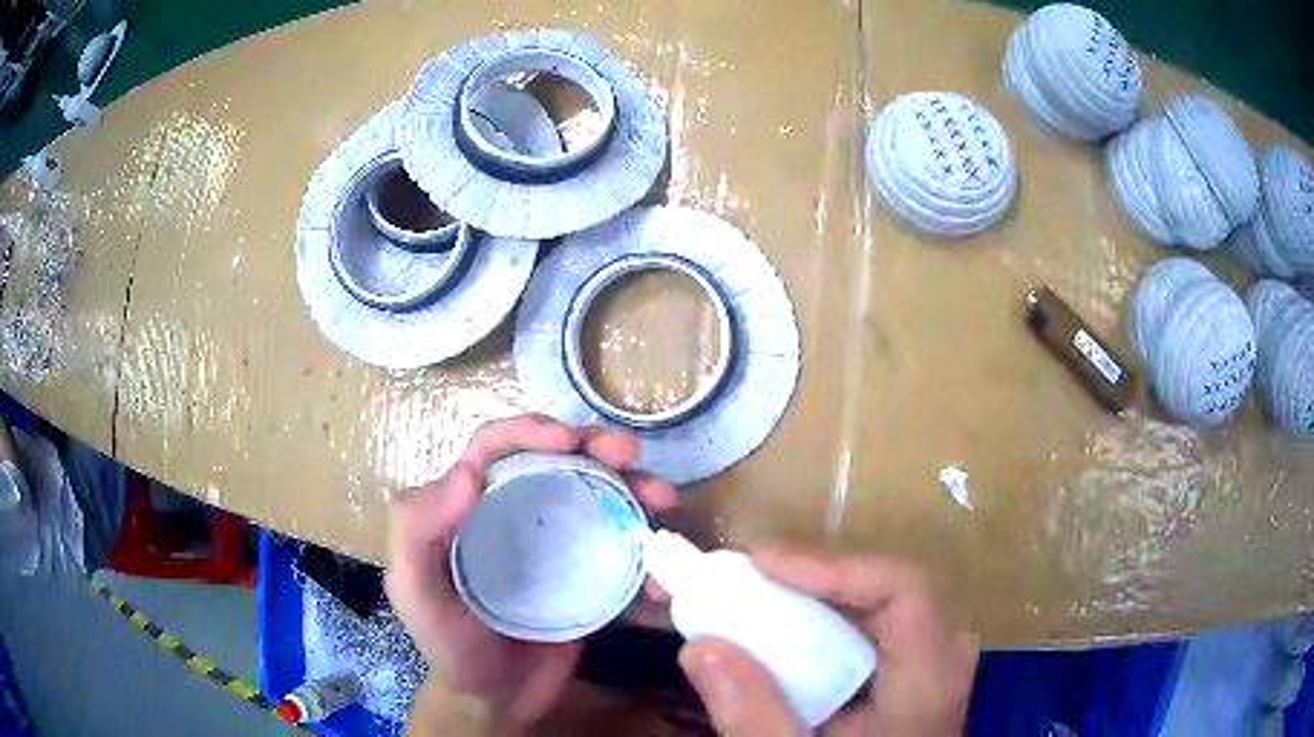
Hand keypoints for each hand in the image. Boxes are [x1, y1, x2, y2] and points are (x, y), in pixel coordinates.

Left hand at [385, 415, 677, 727]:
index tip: (570, 440)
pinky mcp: (591, 576)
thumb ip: (418, 532)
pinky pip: (624, 552)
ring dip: (633, 488)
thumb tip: (470, 473)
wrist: (498, 698)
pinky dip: (648, 554)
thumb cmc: (449, 644)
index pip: (497, 448)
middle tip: (631, 454)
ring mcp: (560, 544)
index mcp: (471, 506)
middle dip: (597, 447)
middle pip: (558, 462)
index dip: (531, 429)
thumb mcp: (414, 591)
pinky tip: (661, 573)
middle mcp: (517, 513)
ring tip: (661, 499)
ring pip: (598, 497)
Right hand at [676, 551, 977, 736]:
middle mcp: (942, 660)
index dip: (836, 565)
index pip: (904, 586)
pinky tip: (790, 639)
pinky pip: (878, 629)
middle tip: (752, 576)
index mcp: (930, 680)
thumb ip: (756, 717)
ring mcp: (933, 667)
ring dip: (821, 597)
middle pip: (890, 588)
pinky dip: (829, 623)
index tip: (762, 563)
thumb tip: (701, 647)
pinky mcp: (914, 678)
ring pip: (884, 605)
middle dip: (818, 578)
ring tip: (761, 596)